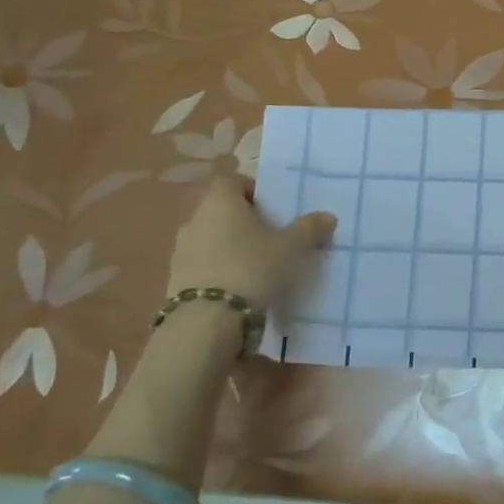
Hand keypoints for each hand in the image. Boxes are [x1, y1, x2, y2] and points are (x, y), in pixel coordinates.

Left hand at [165, 176, 335, 311]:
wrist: (206, 322)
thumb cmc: (251, 269)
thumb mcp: (290, 248)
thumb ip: (309, 229)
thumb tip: (327, 216)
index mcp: (220, 202)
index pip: (232, 181)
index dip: (252, 190)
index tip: (272, 209)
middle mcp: (195, 219)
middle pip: (221, 210)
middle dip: (244, 221)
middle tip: (271, 238)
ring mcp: (181, 251)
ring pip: (211, 238)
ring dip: (230, 247)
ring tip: (256, 267)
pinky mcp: (175, 279)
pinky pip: (202, 264)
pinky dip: (218, 270)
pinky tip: (238, 289)